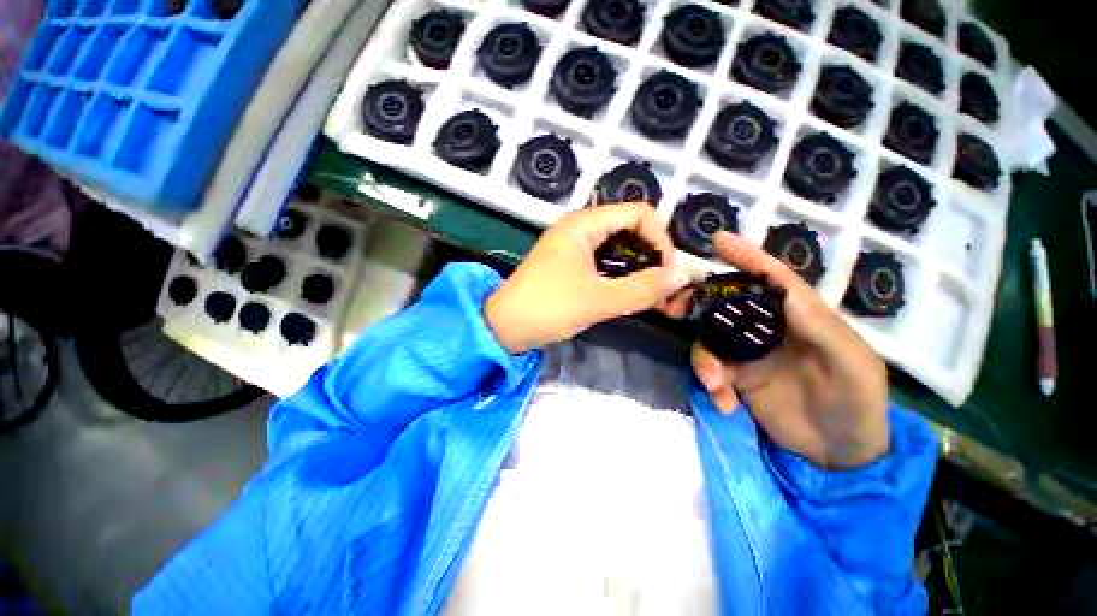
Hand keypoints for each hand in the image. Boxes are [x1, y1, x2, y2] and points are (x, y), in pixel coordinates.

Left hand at [486, 203, 689, 353]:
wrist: (504, 327)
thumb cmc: (548, 308)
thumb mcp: (598, 300)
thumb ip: (642, 288)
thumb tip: (682, 276)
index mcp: (584, 223)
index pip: (639, 213)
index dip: (661, 239)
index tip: (667, 272)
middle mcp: (580, 227)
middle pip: (631, 229)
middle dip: (652, 257)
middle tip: (664, 287)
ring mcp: (574, 246)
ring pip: (619, 248)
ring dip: (639, 269)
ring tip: (652, 295)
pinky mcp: (571, 264)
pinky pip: (605, 262)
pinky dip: (622, 276)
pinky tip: (630, 294)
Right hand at [661, 232, 888, 467]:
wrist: (840, 455)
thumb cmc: (858, 404)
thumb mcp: (855, 367)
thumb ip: (823, 330)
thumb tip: (785, 293)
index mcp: (800, 317)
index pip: (772, 279)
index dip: (747, 257)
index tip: (719, 241)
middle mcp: (767, 328)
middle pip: (725, 304)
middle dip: (697, 302)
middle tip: (673, 307)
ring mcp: (747, 353)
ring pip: (708, 339)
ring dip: (703, 359)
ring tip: (714, 383)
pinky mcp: (735, 377)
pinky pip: (709, 370)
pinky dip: (710, 383)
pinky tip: (723, 402)